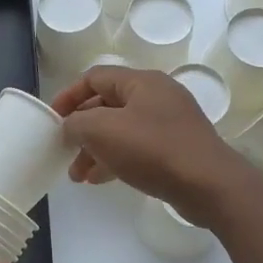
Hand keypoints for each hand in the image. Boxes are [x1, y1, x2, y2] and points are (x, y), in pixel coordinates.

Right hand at [51, 66, 244, 220]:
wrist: (209, 185)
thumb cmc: (153, 150)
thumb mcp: (103, 131)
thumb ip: (77, 123)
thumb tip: (70, 127)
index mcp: (141, 82)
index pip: (95, 78)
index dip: (69, 96)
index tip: (52, 119)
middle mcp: (157, 96)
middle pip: (108, 105)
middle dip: (82, 129)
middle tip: (65, 152)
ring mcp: (170, 122)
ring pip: (121, 129)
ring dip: (96, 149)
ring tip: (78, 175)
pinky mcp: (177, 147)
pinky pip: (138, 147)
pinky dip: (116, 158)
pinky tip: (101, 179)